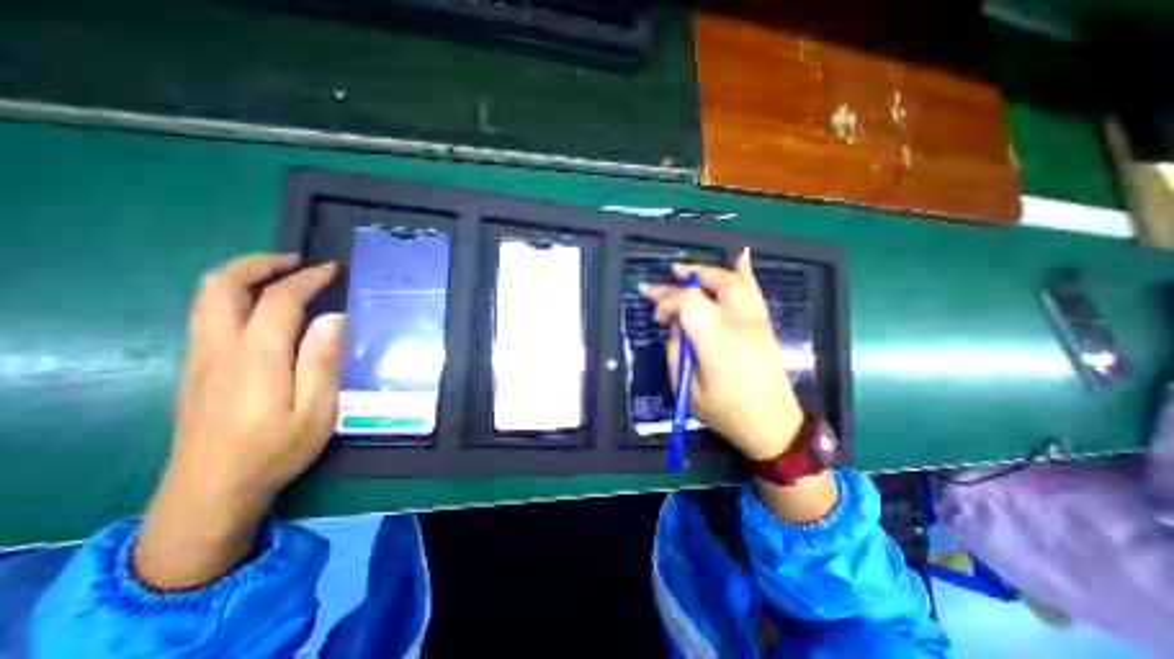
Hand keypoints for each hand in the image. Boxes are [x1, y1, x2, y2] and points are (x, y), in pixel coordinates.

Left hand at [133, 256, 343, 590]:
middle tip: (298, 261)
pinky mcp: (196, 367)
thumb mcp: (316, 411)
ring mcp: (200, 357)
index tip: (332, 270)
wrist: (210, 491)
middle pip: (220, 286)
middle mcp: (219, 349)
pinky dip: (234, 295)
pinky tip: (263, 308)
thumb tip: (335, 318)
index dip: (306, 279)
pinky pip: (208, 315)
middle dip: (259, 263)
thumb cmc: (275, 451)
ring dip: (243, 275)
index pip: (278, 301)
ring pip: (207, 297)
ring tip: (283, 275)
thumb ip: (323, 362)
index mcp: (256, 359)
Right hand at [639, 251, 802, 460]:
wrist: (774, 426)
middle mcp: (740, 323)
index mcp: (717, 341)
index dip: (667, 299)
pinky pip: (755, 291)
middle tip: (663, 280)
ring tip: (685, 270)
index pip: (689, 301)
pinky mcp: (765, 325)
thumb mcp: (688, 389)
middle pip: (712, 284)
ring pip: (733, 282)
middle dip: (683, 279)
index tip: (657, 316)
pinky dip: (745, 271)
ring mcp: (757, 321)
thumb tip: (676, 327)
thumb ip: (677, 351)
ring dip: (707, 272)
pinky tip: (741, 256)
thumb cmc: (726, 413)